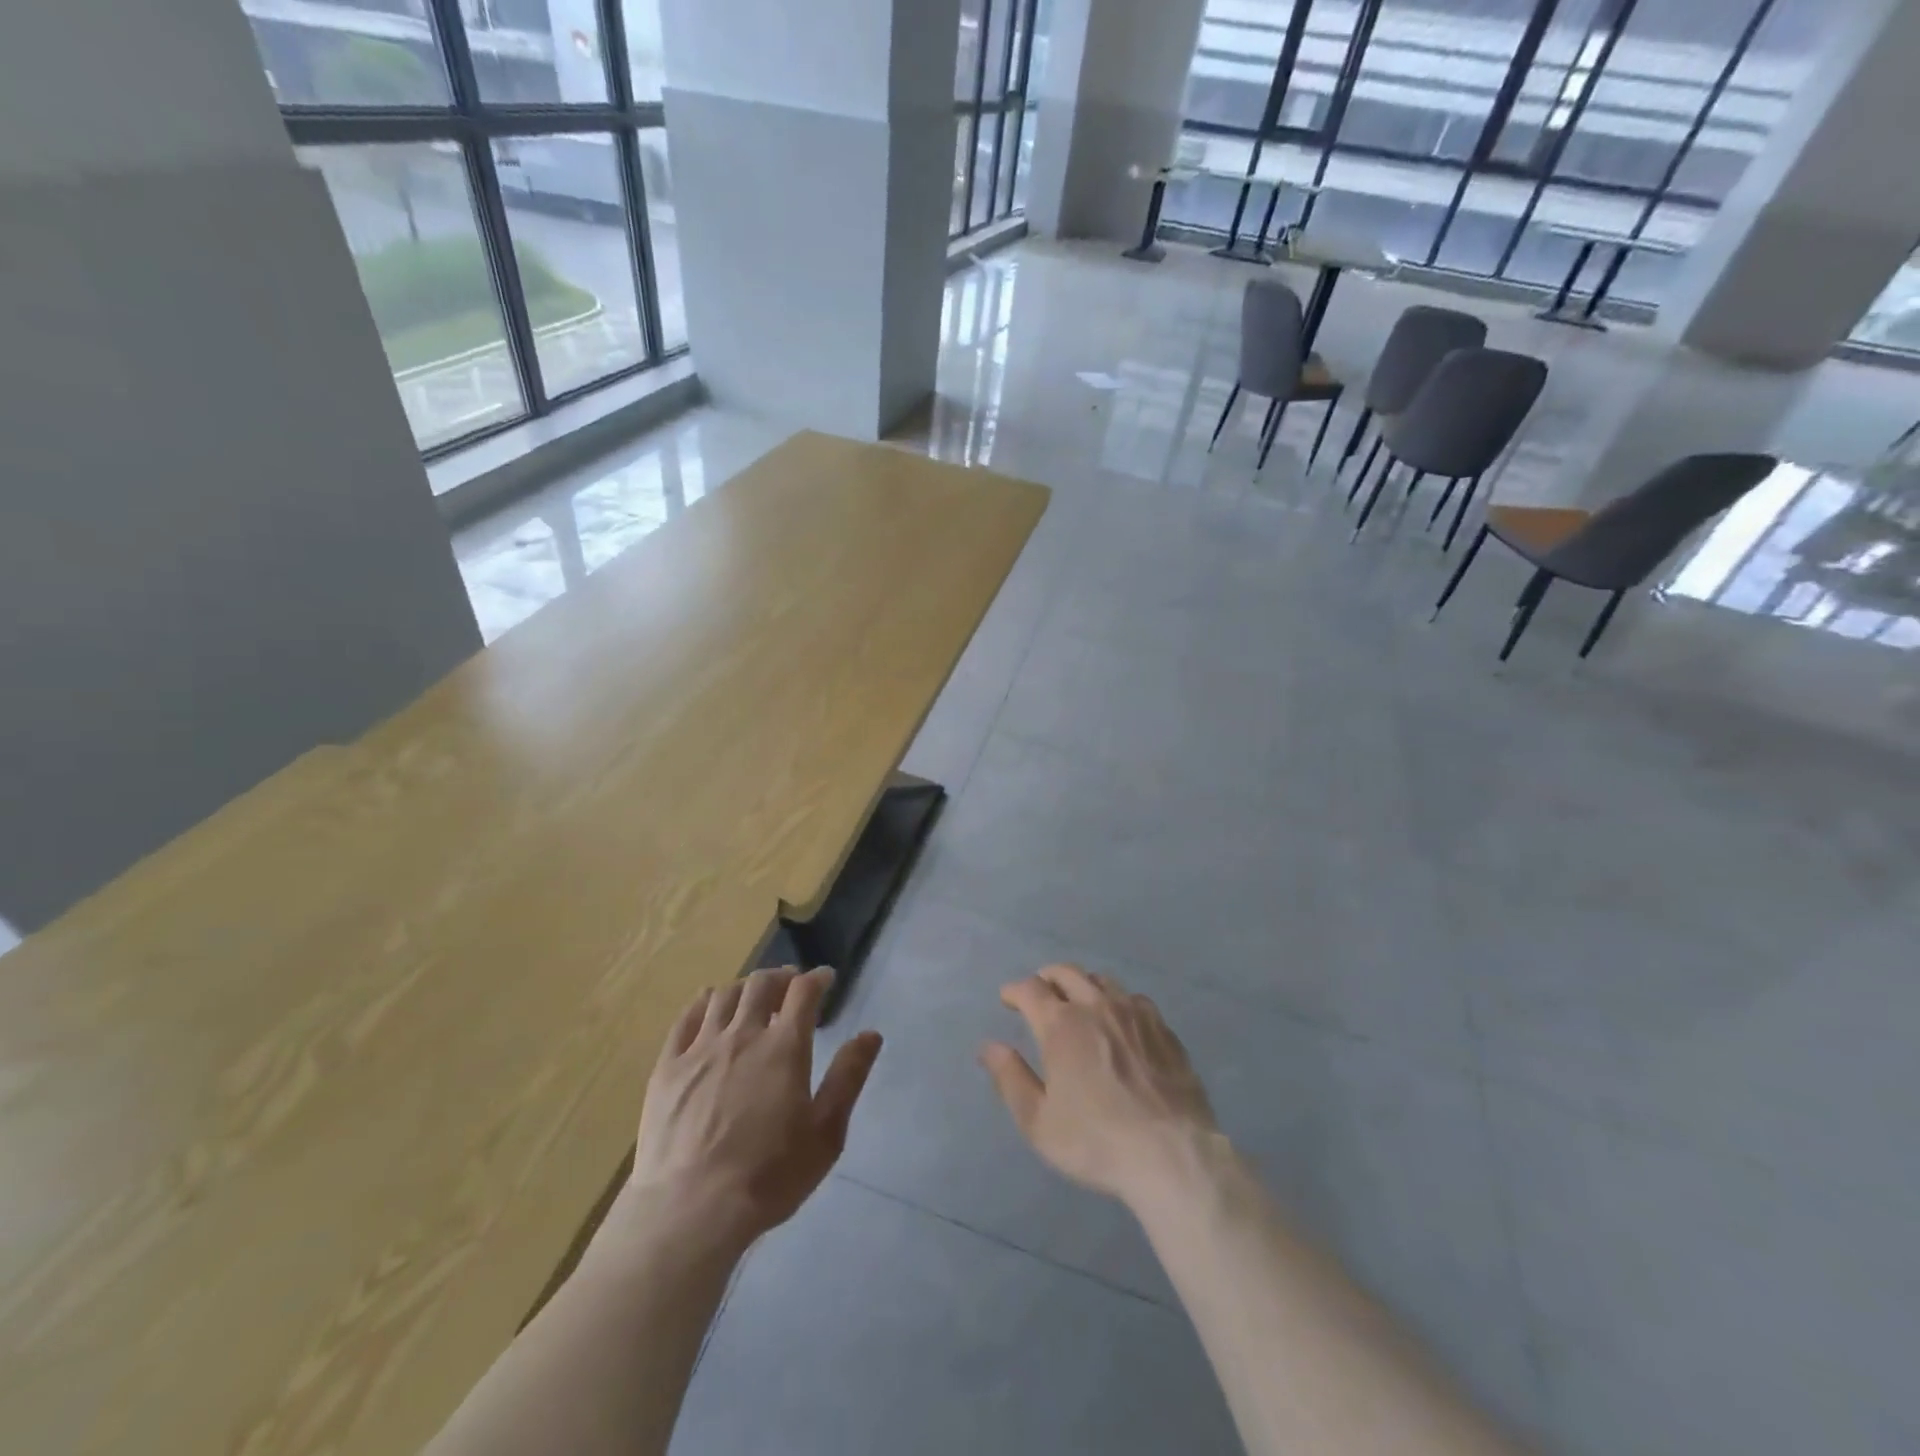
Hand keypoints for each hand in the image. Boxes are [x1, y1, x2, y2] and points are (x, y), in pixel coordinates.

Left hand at [628, 966, 881, 1249]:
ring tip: (752, 995)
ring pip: (724, 995)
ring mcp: (700, 1048)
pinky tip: (708, 1004)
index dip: (817, 978)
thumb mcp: (826, 1132)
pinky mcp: (668, 1067)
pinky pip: (685, 1018)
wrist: (691, 1210)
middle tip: (790, 984)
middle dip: (781, 976)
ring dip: (744, 986)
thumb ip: (848, 1078)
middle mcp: (743, 1034)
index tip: (825, 978)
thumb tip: (871, 1034)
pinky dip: (702, 1002)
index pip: (804, 991)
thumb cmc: (769, 1175)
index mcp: (784, 1046)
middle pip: (761, 984)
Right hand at [980, 964, 1219, 1208]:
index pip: (1030, 989)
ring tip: (1078, 1001)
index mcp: (1061, 1024)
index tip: (1008, 998)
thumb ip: (1011, 1079)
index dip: (1014, 990)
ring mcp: (1134, 1013)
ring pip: (1102, 981)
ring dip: (1082, 985)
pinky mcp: (1163, 1029)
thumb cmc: (1096, 1141)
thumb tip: (989, 1047)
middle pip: (1066, 973)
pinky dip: (1118, 1001)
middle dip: (1047, 978)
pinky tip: (1120, 1020)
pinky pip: (1135, 999)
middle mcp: (1096, 1006)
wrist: (1172, 1155)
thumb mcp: (1038, 1122)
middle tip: (1040, 992)